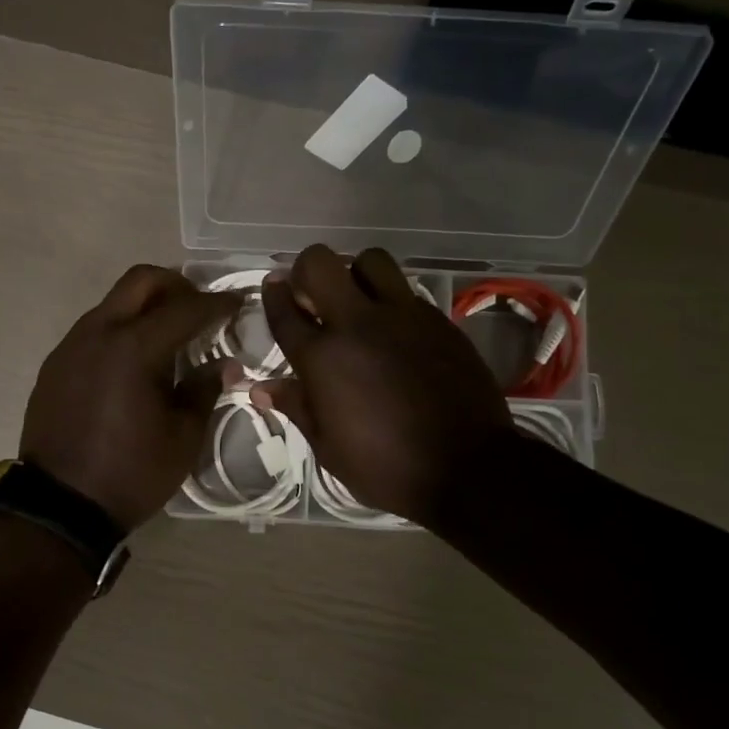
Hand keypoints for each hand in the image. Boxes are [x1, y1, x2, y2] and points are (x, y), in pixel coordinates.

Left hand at [20, 265, 240, 529]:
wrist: (61, 507)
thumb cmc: (131, 473)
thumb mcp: (182, 436)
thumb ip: (204, 389)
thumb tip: (224, 364)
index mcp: (135, 348)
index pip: (186, 308)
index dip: (217, 303)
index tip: (238, 303)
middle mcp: (99, 333)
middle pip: (141, 280)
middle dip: (176, 285)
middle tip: (199, 307)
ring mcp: (71, 346)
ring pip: (114, 302)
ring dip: (145, 307)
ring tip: (168, 336)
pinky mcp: (55, 364)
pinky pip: (94, 329)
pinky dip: (121, 330)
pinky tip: (133, 362)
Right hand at [255, 245, 514, 527]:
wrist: (467, 468)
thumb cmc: (385, 468)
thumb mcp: (328, 447)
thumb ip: (297, 406)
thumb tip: (261, 388)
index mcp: (322, 358)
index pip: (285, 311)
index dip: (273, 295)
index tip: (273, 288)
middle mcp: (358, 324)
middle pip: (321, 263)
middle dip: (308, 270)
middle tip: (313, 295)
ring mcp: (403, 316)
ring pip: (371, 260)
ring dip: (356, 274)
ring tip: (358, 301)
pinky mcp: (438, 320)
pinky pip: (407, 291)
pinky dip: (392, 300)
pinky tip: (394, 329)